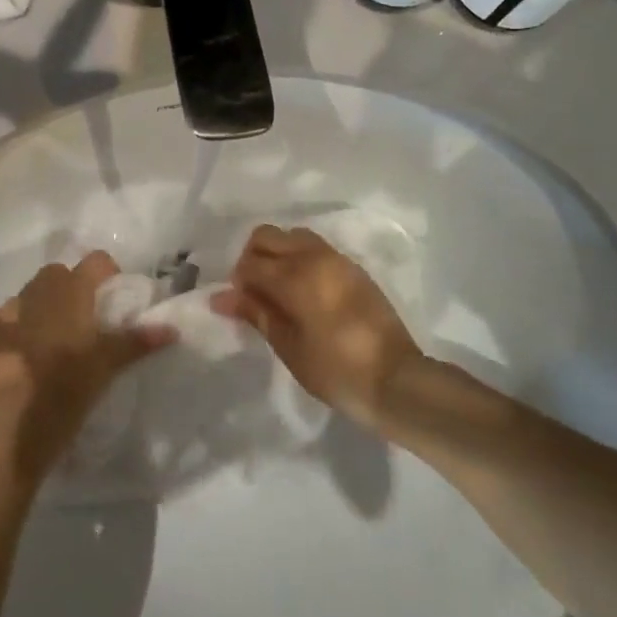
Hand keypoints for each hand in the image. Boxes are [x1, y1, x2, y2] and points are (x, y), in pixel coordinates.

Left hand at [0, 251, 175, 456]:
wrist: (7, 422)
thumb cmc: (65, 388)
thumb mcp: (106, 366)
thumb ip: (136, 342)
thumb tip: (172, 329)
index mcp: (71, 292)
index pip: (96, 261)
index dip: (107, 273)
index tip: (113, 298)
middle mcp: (39, 291)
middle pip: (58, 273)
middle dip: (71, 288)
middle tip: (83, 322)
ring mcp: (9, 311)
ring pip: (30, 295)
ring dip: (42, 307)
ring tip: (52, 341)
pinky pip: (7, 320)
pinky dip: (17, 329)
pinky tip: (22, 357)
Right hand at [212, 225, 424, 429]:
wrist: (396, 380)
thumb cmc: (335, 370)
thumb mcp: (288, 346)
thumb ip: (255, 313)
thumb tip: (221, 297)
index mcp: (294, 276)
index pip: (250, 263)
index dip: (238, 282)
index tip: (239, 305)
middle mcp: (313, 256)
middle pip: (267, 236)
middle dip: (253, 258)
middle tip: (255, 292)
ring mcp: (336, 259)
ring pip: (293, 236)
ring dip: (278, 254)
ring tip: (279, 290)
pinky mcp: (353, 268)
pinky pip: (316, 248)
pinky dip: (300, 258)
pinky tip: (304, 291)